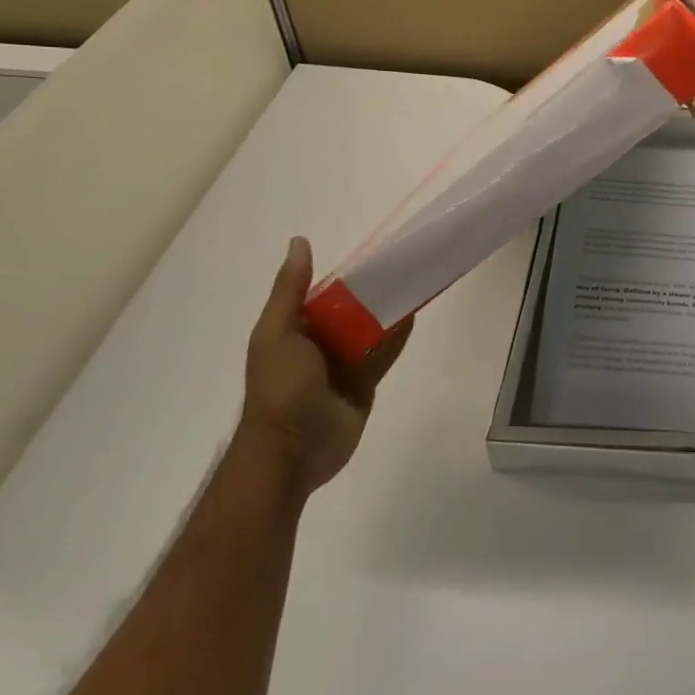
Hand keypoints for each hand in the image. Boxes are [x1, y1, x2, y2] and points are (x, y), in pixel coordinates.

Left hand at [240, 238, 410, 494]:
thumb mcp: (277, 333)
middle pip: (354, 308)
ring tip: (417, 281)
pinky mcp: (364, 384)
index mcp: (297, 327)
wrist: (290, 453)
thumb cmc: (280, 388)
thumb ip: (290, 290)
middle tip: (407, 263)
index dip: (350, 273)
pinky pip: (384, 354)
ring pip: (372, 329)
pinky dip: (398, 336)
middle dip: (376, 289)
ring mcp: (344, 364)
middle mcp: (321, 341)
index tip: (378, 251)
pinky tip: (415, 313)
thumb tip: (299, 240)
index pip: (327, 292)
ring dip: (391, 309)